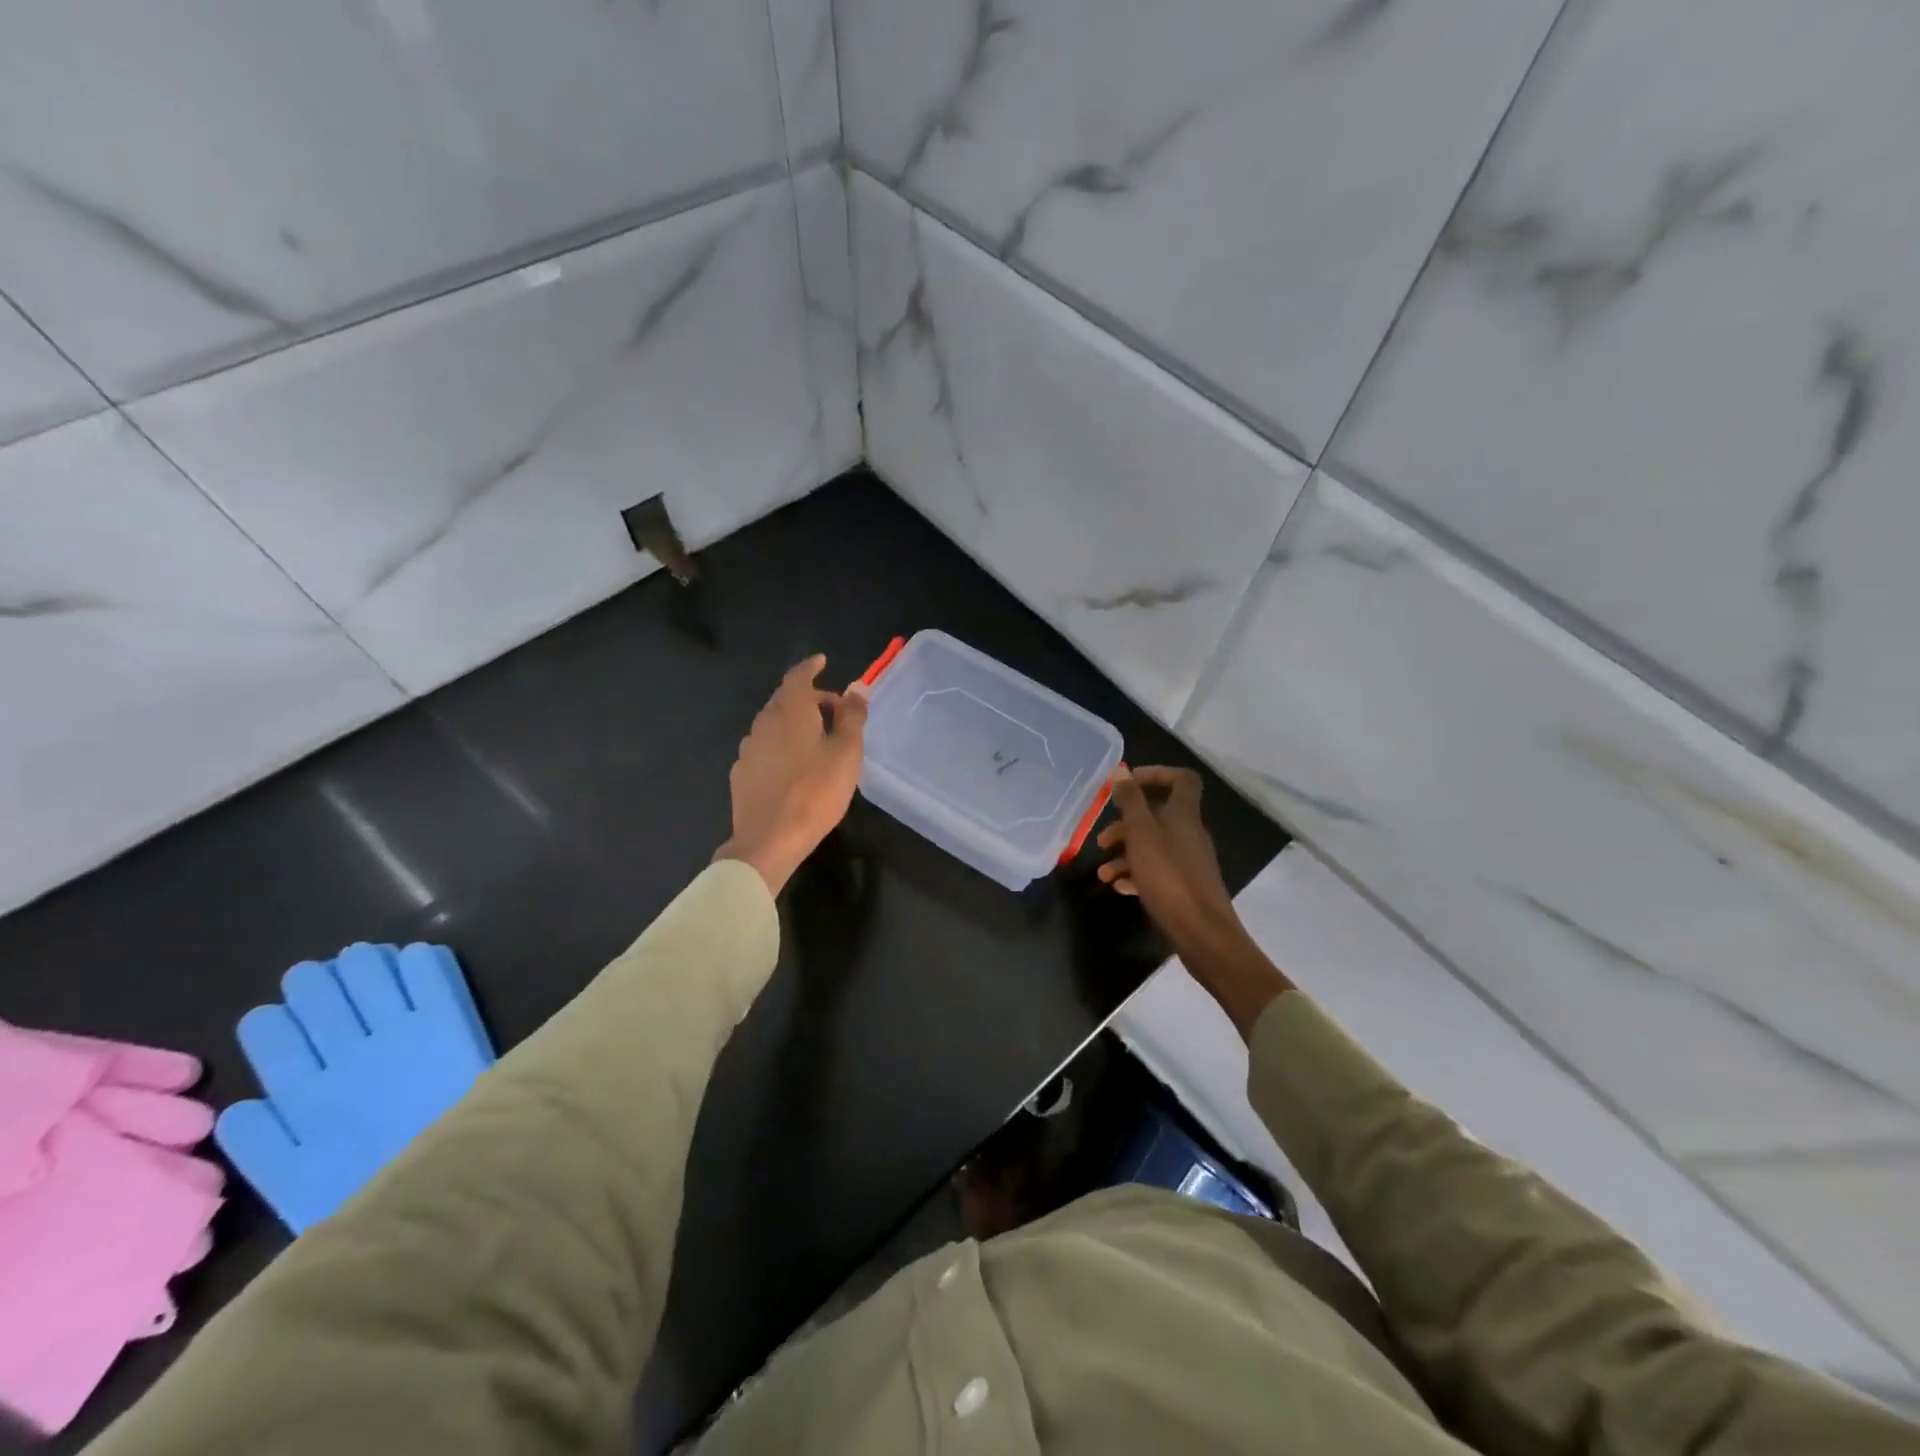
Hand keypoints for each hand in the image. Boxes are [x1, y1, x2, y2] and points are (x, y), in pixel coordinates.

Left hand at [716, 654, 869, 895]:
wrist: (768, 840)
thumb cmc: (815, 792)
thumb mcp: (846, 753)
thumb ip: (852, 717)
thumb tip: (857, 687)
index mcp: (790, 712)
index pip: (798, 676)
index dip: (811, 666)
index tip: (822, 661)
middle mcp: (764, 722)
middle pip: (785, 699)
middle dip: (809, 698)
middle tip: (834, 710)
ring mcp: (748, 748)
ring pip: (773, 723)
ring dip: (795, 722)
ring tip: (817, 739)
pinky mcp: (741, 773)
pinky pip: (765, 746)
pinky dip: (781, 744)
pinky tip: (794, 765)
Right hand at [1098, 766, 1292, 1034]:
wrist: (1203, 934)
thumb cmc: (1169, 878)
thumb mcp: (1142, 835)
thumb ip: (1131, 801)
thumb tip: (1121, 770)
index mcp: (1184, 815)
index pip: (1181, 779)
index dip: (1156, 774)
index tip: (1126, 784)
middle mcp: (1189, 834)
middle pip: (1159, 815)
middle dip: (1127, 823)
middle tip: (1102, 837)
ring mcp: (1189, 862)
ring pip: (1153, 846)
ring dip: (1126, 853)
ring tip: (1102, 872)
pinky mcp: (1185, 886)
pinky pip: (1157, 871)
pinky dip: (1136, 874)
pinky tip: (1118, 887)